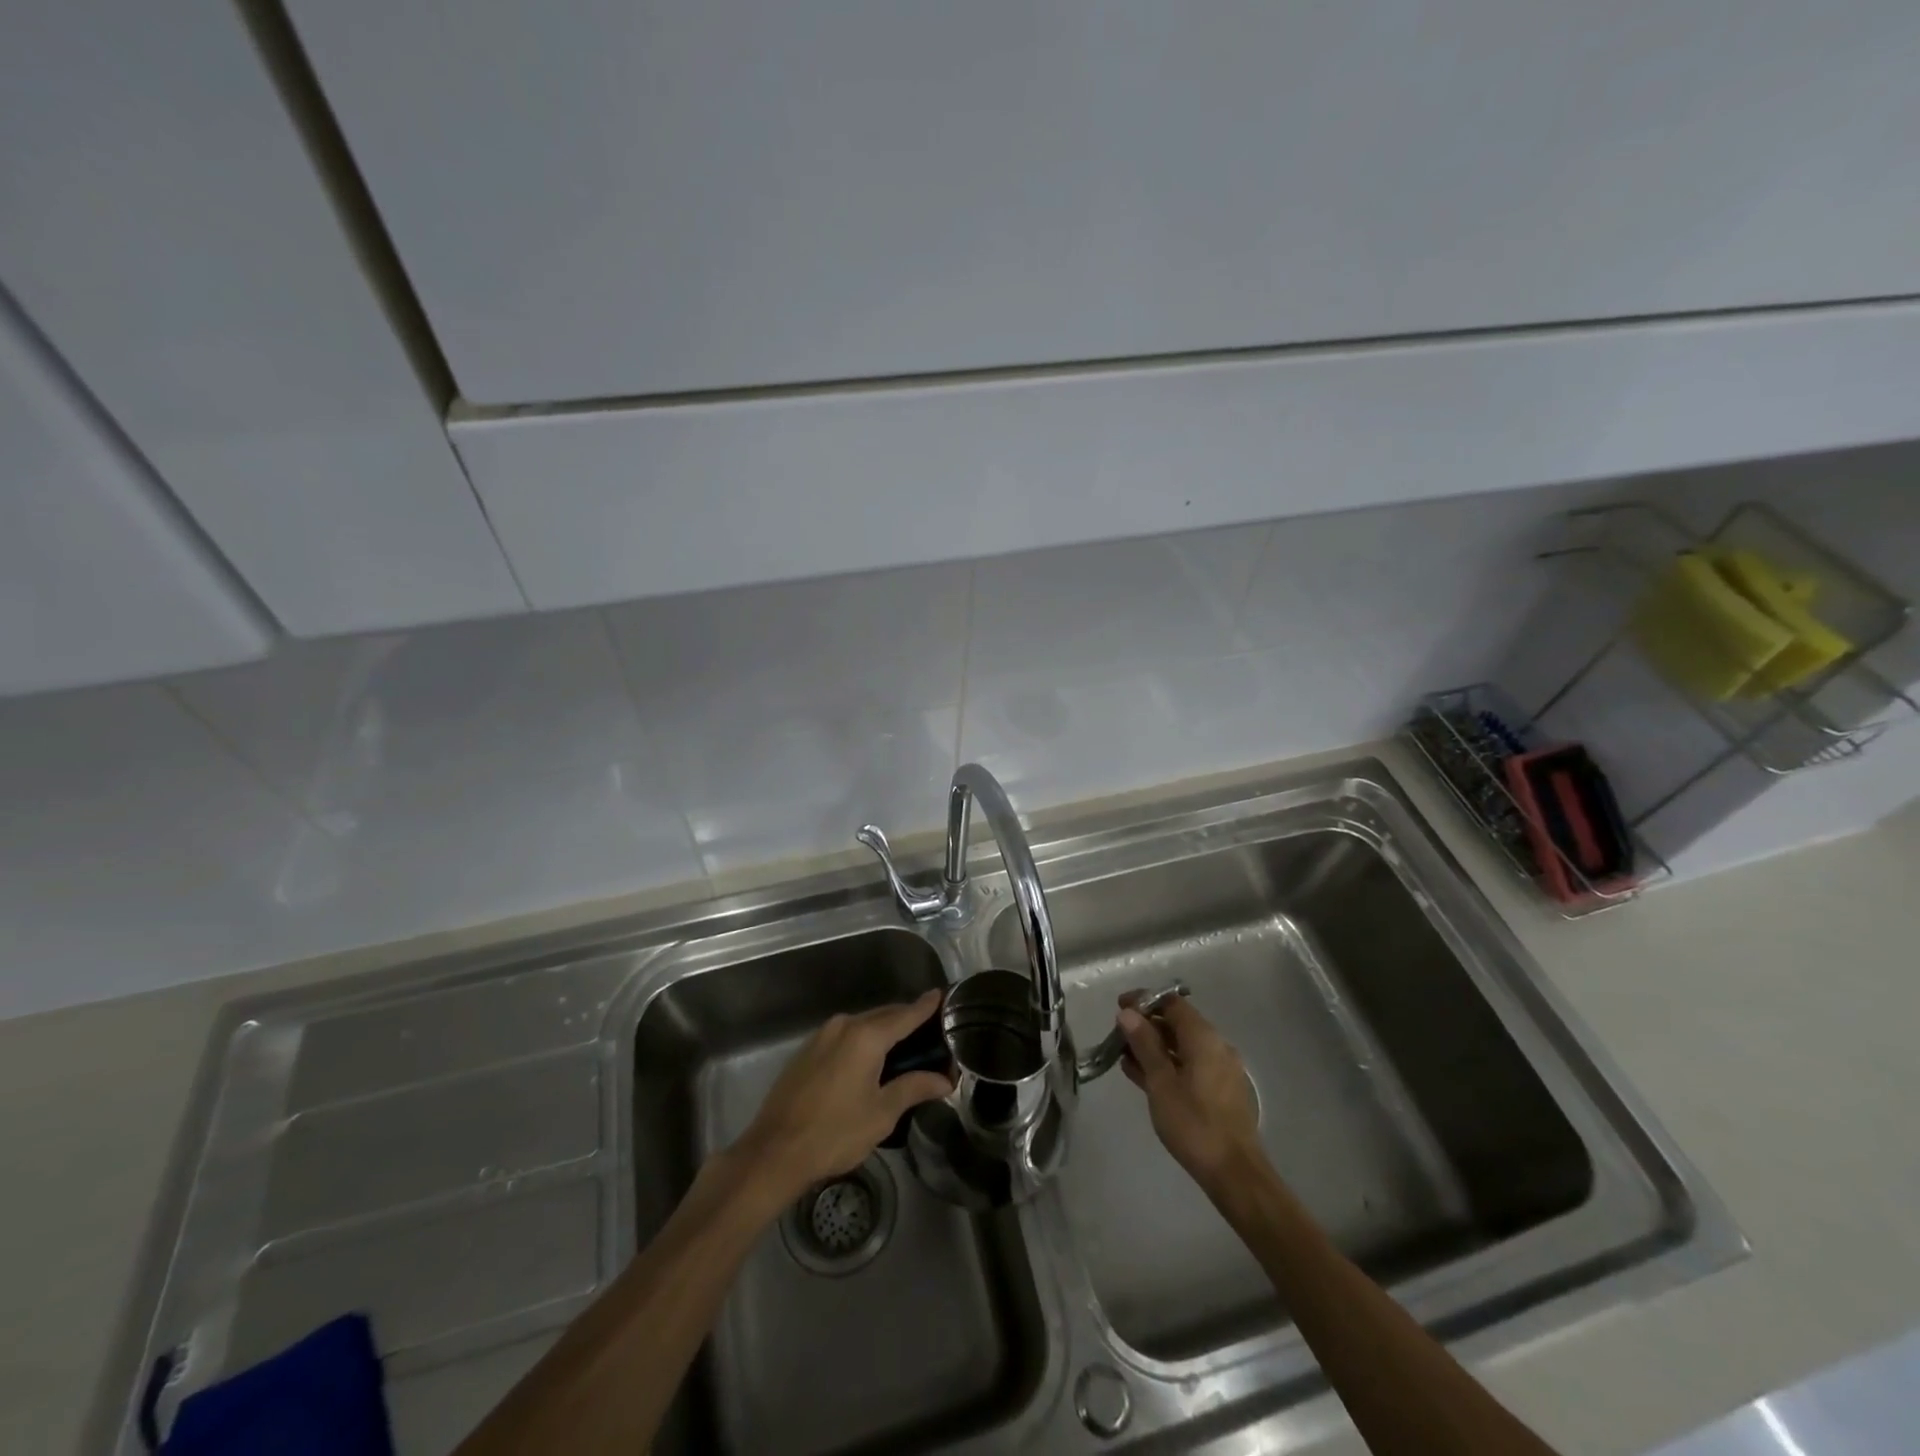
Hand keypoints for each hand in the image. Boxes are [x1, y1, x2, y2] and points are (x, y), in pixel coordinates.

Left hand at [733, 990, 951, 1201]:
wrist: (773, 1152)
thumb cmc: (834, 1133)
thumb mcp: (881, 1113)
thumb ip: (914, 1088)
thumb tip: (944, 1079)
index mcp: (866, 1036)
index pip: (905, 1014)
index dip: (925, 1006)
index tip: (941, 995)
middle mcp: (844, 1025)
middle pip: (884, 1015)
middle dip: (906, 1020)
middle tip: (930, 1033)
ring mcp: (822, 1035)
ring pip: (862, 1024)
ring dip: (883, 1030)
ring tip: (904, 1046)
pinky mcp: (807, 1050)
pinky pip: (844, 1035)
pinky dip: (862, 1040)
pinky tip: (870, 1059)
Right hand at [1117, 994, 1263, 1189]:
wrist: (1234, 1173)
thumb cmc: (1193, 1124)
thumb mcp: (1161, 1082)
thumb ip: (1144, 1044)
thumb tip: (1128, 1013)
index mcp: (1204, 1038)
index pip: (1172, 1003)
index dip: (1144, 1001)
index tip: (1119, 1007)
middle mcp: (1216, 1046)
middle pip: (1178, 1023)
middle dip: (1146, 1025)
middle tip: (1118, 1036)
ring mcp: (1220, 1069)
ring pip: (1182, 1046)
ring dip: (1154, 1047)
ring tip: (1124, 1057)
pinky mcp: (1220, 1090)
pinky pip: (1189, 1065)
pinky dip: (1167, 1065)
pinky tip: (1143, 1076)